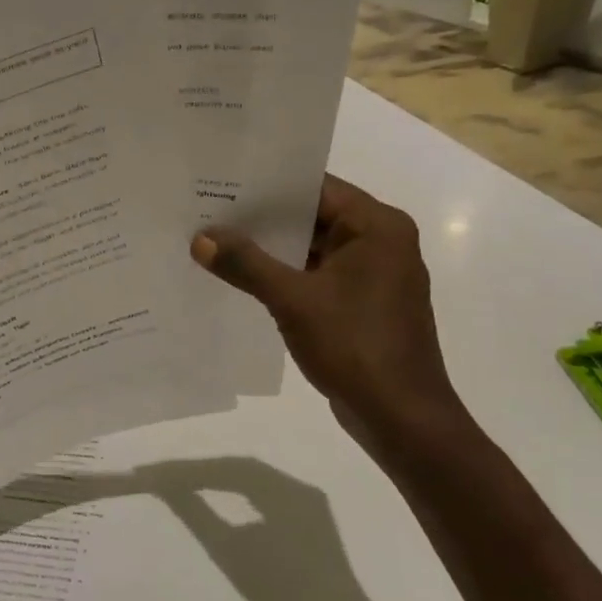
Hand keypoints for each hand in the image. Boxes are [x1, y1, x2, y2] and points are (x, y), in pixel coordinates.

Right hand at [191, 176, 471, 460]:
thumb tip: (200, 237)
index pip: (316, 187)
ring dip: (272, 249)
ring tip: (218, 240)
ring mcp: (374, 276)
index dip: (268, 184)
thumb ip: (246, 264)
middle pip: (313, 216)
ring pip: (314, 248)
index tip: (223, 182)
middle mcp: (381, 242)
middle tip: (210, 210)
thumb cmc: (355, 346)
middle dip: (263, 218)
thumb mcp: (293, 300)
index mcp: (377, 226)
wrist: (401, 418)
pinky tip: (244, 278)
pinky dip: (286, 275)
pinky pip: (318, 276)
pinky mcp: (363, 304)